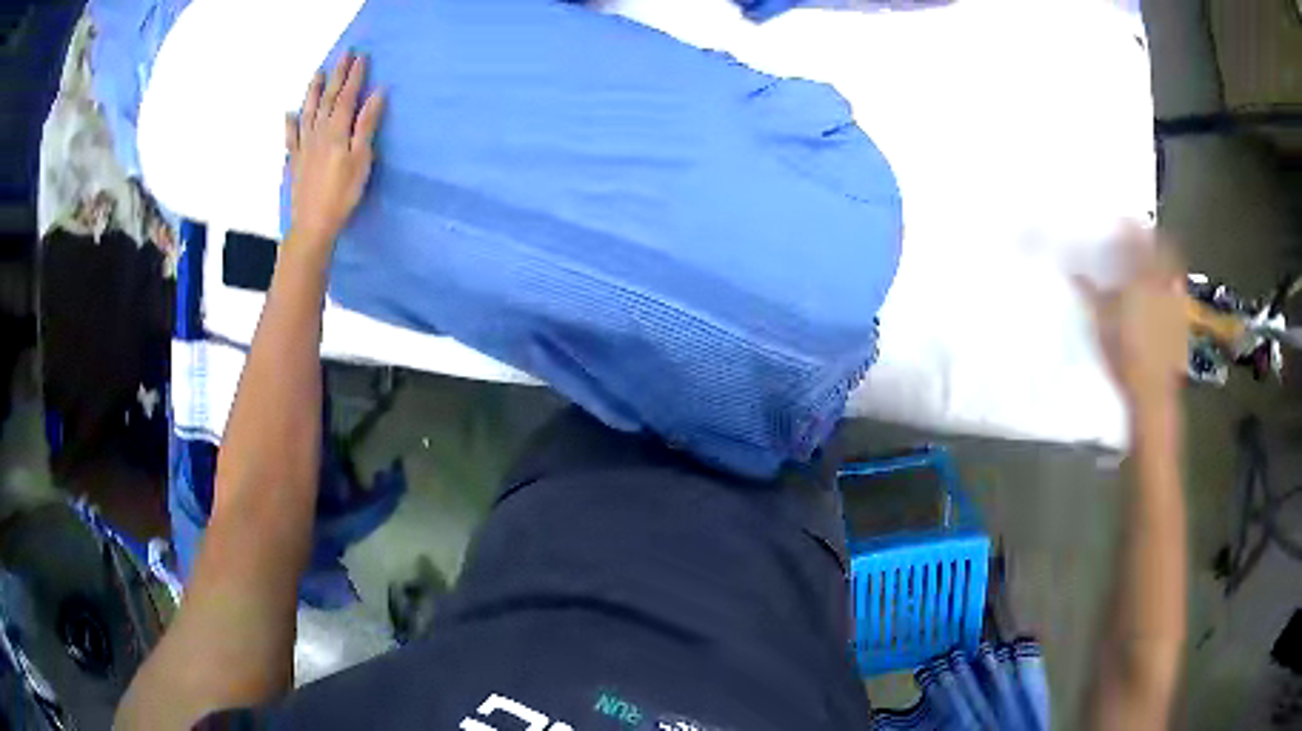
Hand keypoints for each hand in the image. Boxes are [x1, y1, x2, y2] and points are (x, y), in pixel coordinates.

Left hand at [285, 52, 384, 245]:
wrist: (312, 225)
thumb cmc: (342, 194)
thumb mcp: (361, 159)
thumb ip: (366, 125)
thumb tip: (376, 93)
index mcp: (336, 130)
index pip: (346, 96)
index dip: (354, 76)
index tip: (361, 57)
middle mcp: (317, 132)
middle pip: (327, 98)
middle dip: (336, 75)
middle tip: (344, 55)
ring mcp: (303, 146)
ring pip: (308, 111)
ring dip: (313, 91)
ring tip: (317, 73)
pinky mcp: (295, 161)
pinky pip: (291, 136)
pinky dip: (291, 123)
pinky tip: (290, 114)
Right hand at [1079, 226, 1187, 416]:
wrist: (1152, 392)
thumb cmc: (1124, 356)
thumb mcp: (1101, 324)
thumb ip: (1090, 293)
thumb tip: (1073, 269)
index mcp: (1141, 278)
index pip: (1136, 242)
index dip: (1129, 226)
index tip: (1121, 218)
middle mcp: (1161, 283)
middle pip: (1160, 250)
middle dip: (1152, 238)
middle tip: (1142, 232)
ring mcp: (1174, 302)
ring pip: (1171, 268)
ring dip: (1165, 257)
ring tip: (1155, 256)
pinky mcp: (1179, 320)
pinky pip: (1177, 290)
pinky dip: (1172, 282)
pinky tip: (1167, 287)